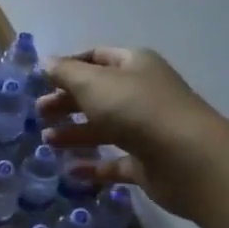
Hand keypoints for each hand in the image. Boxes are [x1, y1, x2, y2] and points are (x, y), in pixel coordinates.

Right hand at [37, 47, 222, 217]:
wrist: (188, 159)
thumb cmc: (137, 109)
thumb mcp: (93, 83)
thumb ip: (66, 73)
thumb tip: (46, 63)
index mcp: (134, 65)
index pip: (96, 57)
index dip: (68, 66)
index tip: (41, 80)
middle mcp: (142, 93)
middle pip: (98, 94)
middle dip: (67, 101)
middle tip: (39, 113)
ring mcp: (147, 129)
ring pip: (105, 128)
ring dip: (75, 133)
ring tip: (47, 141)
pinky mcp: (148, 163)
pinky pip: (115, 162)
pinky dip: (93, 165)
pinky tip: (70, 170)